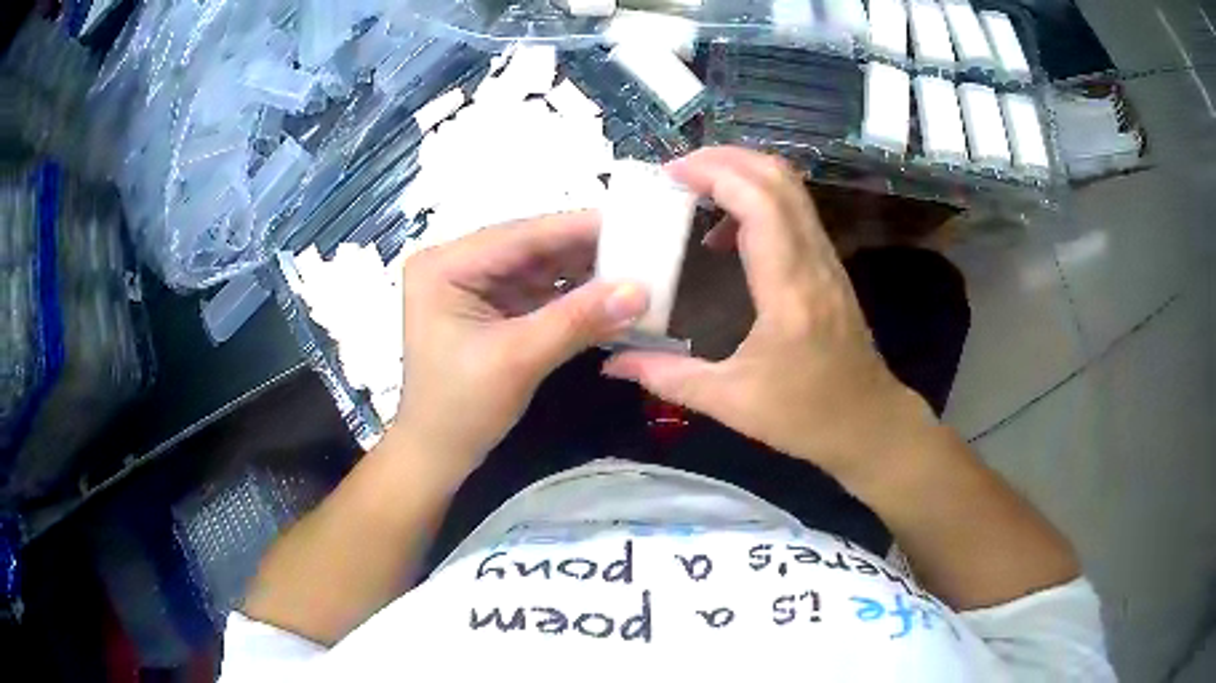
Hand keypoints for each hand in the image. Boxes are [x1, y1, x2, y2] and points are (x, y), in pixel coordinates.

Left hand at [394, 211, 647, 481]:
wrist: (438, 454)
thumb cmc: (462, 409)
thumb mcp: (518, 360)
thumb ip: (578, 320)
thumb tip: (641, 290)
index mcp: (444, 266)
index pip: (519, 236)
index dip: (577, 228)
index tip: (632, 221)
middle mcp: (455, 264)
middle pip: (529, 248)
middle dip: (584, 249)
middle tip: (641, 243)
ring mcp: (472, 284)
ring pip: (537, 267)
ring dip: (582, 271)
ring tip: (635, 264)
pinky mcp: (488, 306)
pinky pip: (536, 290)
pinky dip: (571, 294)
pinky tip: (608, 291)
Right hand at [603, 147, 930, 478]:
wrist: (867, 423)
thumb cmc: (804, 417)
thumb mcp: (730, 403)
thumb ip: (667, 377)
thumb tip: (611, 364)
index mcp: (789, 293)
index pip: (760, 205)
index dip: (715, 174)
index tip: (669, 175)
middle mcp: (813, 262)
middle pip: (778, 180)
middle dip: (725, 159)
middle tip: (676, 172)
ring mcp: (827, 259)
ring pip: (790, 189)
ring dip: (742, 173)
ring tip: (695, 189)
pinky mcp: (828, 265)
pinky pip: (794, 211)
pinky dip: (757, 198)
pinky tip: (725, 230)